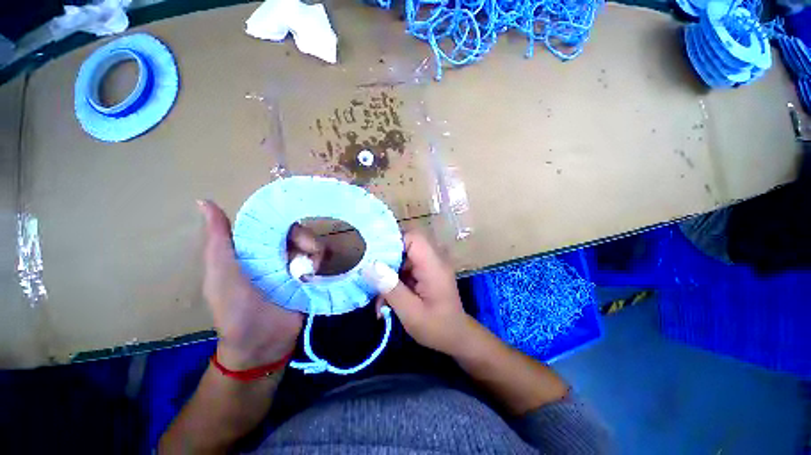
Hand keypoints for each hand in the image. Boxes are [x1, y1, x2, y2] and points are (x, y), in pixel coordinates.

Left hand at [198, 200, 323, 369]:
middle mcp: (276, 253)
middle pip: (299, 232)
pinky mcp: (310, 277)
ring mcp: (295, 265)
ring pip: (313, 244)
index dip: (285, 220)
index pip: (273, 223)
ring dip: (315, 252)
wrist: (262, 345)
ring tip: (309, 270)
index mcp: (253, 249)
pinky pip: (321, 259)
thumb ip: (217, 241)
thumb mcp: (221, 275)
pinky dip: (321, 261)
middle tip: (307, 254)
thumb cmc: (235, 310)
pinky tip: (315, 274)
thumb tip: (204, 201)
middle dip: (306, 239)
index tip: (292, 229)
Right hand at [367, 231, 474, 355]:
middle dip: (385, 259)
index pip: (412, 238)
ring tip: (376, 293)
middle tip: (368, 275)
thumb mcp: (411, 312)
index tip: (371, 254)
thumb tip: (369, 266)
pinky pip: (406, 268)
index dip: (391, 241)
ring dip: (388, 273)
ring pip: (403, 258)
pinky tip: (385, 299)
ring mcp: (430, 266)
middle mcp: (433, 260)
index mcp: (433, 266)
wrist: (456, 337)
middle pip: (406, 246)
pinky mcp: (426, 273)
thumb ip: (391, 288)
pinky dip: (394, 280)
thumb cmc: (437, 328)